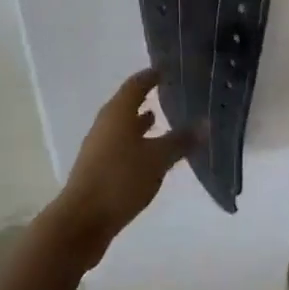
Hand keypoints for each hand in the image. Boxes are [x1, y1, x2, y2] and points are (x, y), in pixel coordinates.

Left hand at [45, 69, 199, 266]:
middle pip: (126, 103)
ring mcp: (98, 146)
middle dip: (146, 98)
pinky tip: (148, 154)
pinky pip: (120, 144)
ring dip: (139, 121)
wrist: (83, 219)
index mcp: (117, 112)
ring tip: (160, 120)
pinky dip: (135, 141)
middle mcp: (105, 123)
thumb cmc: (121, 179)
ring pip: (122, 125)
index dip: (151, 76)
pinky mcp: (97, 167)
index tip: (167, 70)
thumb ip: (181, 140)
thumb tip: (205, 123)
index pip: (136, 84)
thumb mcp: (157, 159)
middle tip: (168, 93)